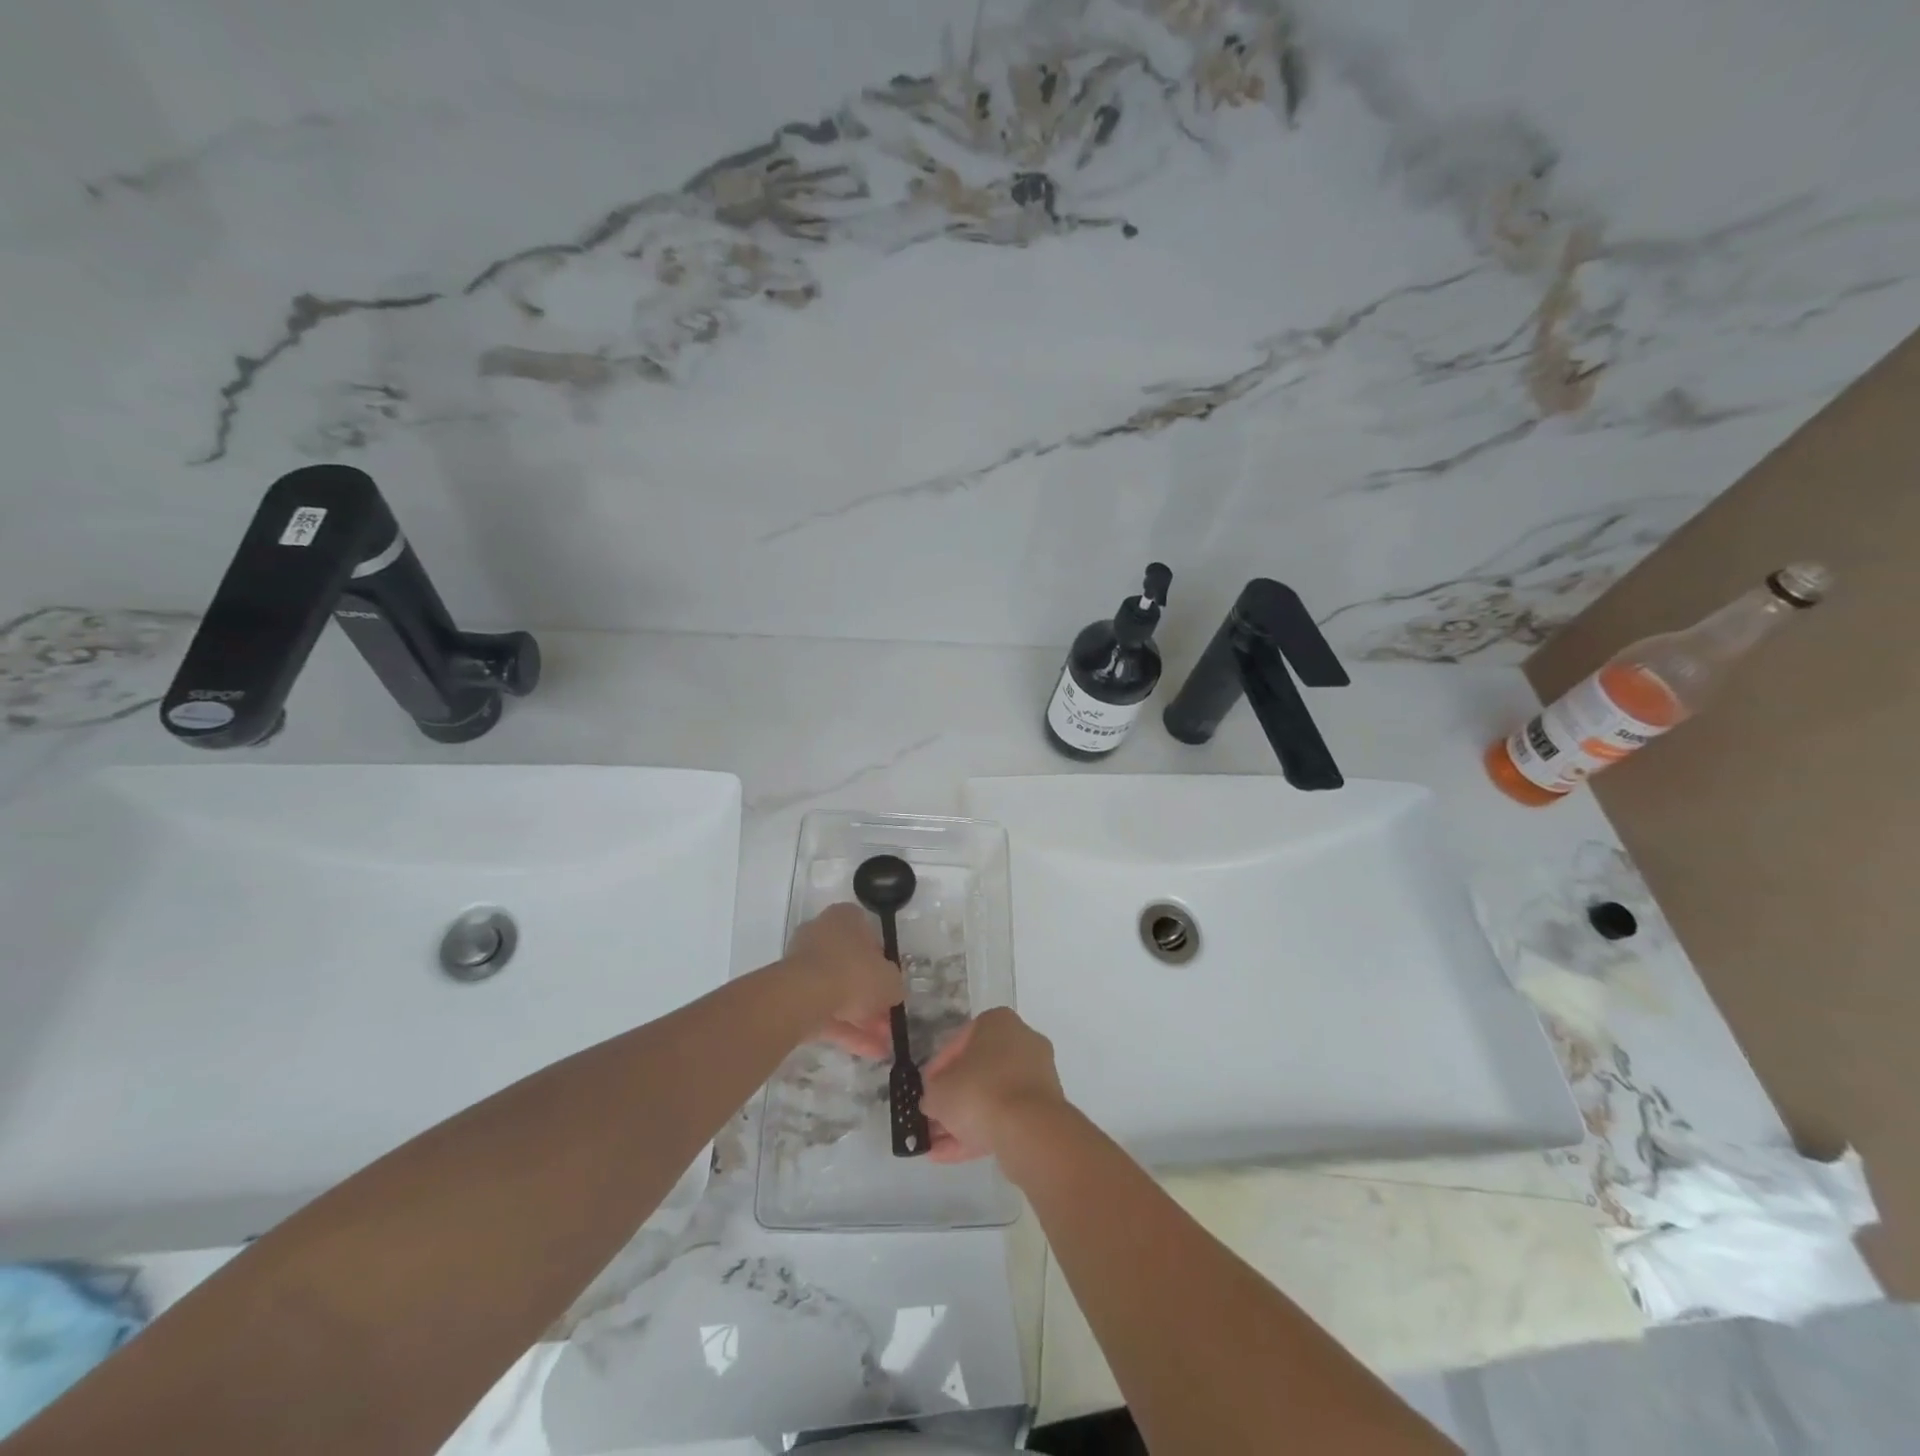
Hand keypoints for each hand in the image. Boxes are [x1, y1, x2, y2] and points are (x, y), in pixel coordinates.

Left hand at [785, 903, 901, 1058]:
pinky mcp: (792, 996)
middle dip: (871, 997)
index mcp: (845, 919)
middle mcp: (822, 935)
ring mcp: (804, 966)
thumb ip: (894, 984)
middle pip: (852, 966)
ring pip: (838, 993)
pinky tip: (869, 1052)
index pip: (868, 934)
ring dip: (861, 1019)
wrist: (803, 996)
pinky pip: (824, 1012)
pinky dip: (846, 1031)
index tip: (891, 982)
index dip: (883, 960)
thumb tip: (892, 991)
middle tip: (889, 1020)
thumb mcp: (890, 979)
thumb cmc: (854, 972)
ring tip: (883, 1045)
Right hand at [921, 1008, 1066, 1163]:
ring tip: (936, 1145)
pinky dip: (980, 1133)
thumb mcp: (939, 1091)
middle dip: (954, 1098)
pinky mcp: (1043, 1110)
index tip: (927, 1089)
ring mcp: (1036, 1077)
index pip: (959, 1042)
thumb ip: (932, 1093)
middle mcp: (1022, 1042)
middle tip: (933, 1117)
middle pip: (979, 1071)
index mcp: (999, 1022)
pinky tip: (951, 1155)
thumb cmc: (979, 1092)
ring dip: (964, 1120)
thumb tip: (934, 1101)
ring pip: (992, 1098)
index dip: (938, 1068)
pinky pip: (1006, 1118)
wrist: (1029, 1130)